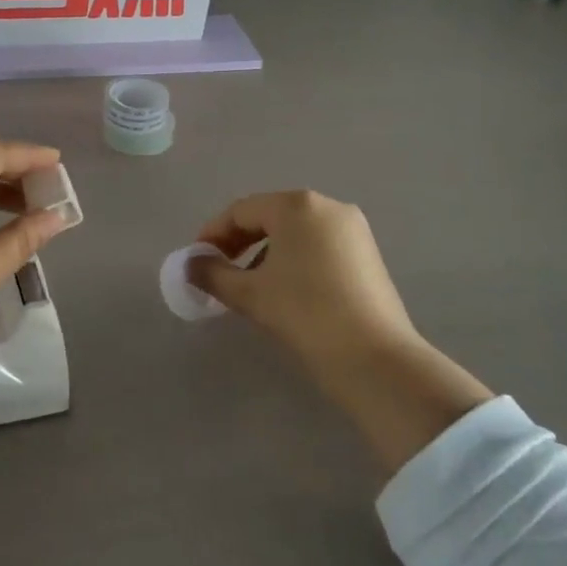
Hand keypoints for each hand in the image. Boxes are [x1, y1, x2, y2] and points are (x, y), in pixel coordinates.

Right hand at [190, 191, 492, 474]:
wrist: (376, 360)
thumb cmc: (305, 313)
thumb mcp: (249, 293)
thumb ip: (212, 273)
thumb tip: (190, 265)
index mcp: (296, 205)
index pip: (240, 211)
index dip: (212, 234)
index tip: (196, 261)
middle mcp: (327, 206)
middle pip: (269, 216)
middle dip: (238, 242)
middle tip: (218, 271)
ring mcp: (353, 229)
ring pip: (294, 232)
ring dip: (265, 252)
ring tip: (249, 284)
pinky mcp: (368, 254)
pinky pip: (318, 245)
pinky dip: (293, 259)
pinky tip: (285, 289)